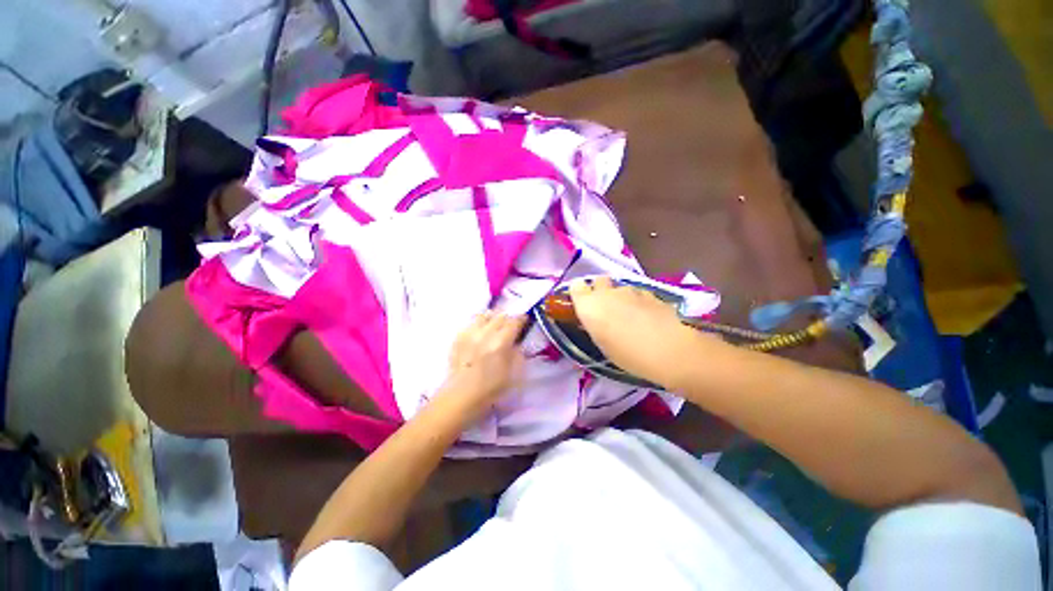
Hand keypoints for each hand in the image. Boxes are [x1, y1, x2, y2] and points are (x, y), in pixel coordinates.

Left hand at [439, 312, 525, 422]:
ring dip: (492, 318)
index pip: (514, 321)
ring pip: (484, 315)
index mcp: (501, 343)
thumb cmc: (491, 389)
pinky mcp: (458, 337)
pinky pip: (471, 323)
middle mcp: (485, 333)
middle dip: (508, 319)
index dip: (522, 319)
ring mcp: (469, 334)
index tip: (525, 320)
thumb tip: (517, 342)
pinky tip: (480, 334)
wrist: (461, 396)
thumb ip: (518, 353)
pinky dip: (479, 325)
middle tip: (510, 326)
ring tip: (494, 326)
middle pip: (500, 316)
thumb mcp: (514, 374)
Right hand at [569, 277, 706, 387]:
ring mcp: (630, 290)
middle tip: (606, 310)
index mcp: (589, 305)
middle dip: (600, 291)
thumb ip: (594, 326)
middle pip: (598, 281)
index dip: (579, 294)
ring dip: (620, 298)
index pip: (576, 287)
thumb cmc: (627, 354)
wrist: (669, 350)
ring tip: (631, 317)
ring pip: (619, 288)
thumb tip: (594, 321)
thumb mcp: (602, 344)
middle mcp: (607, 293)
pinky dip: (638, 302)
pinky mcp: (650, 293)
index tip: (583, 306)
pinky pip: (637, 293)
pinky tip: (647, 317)